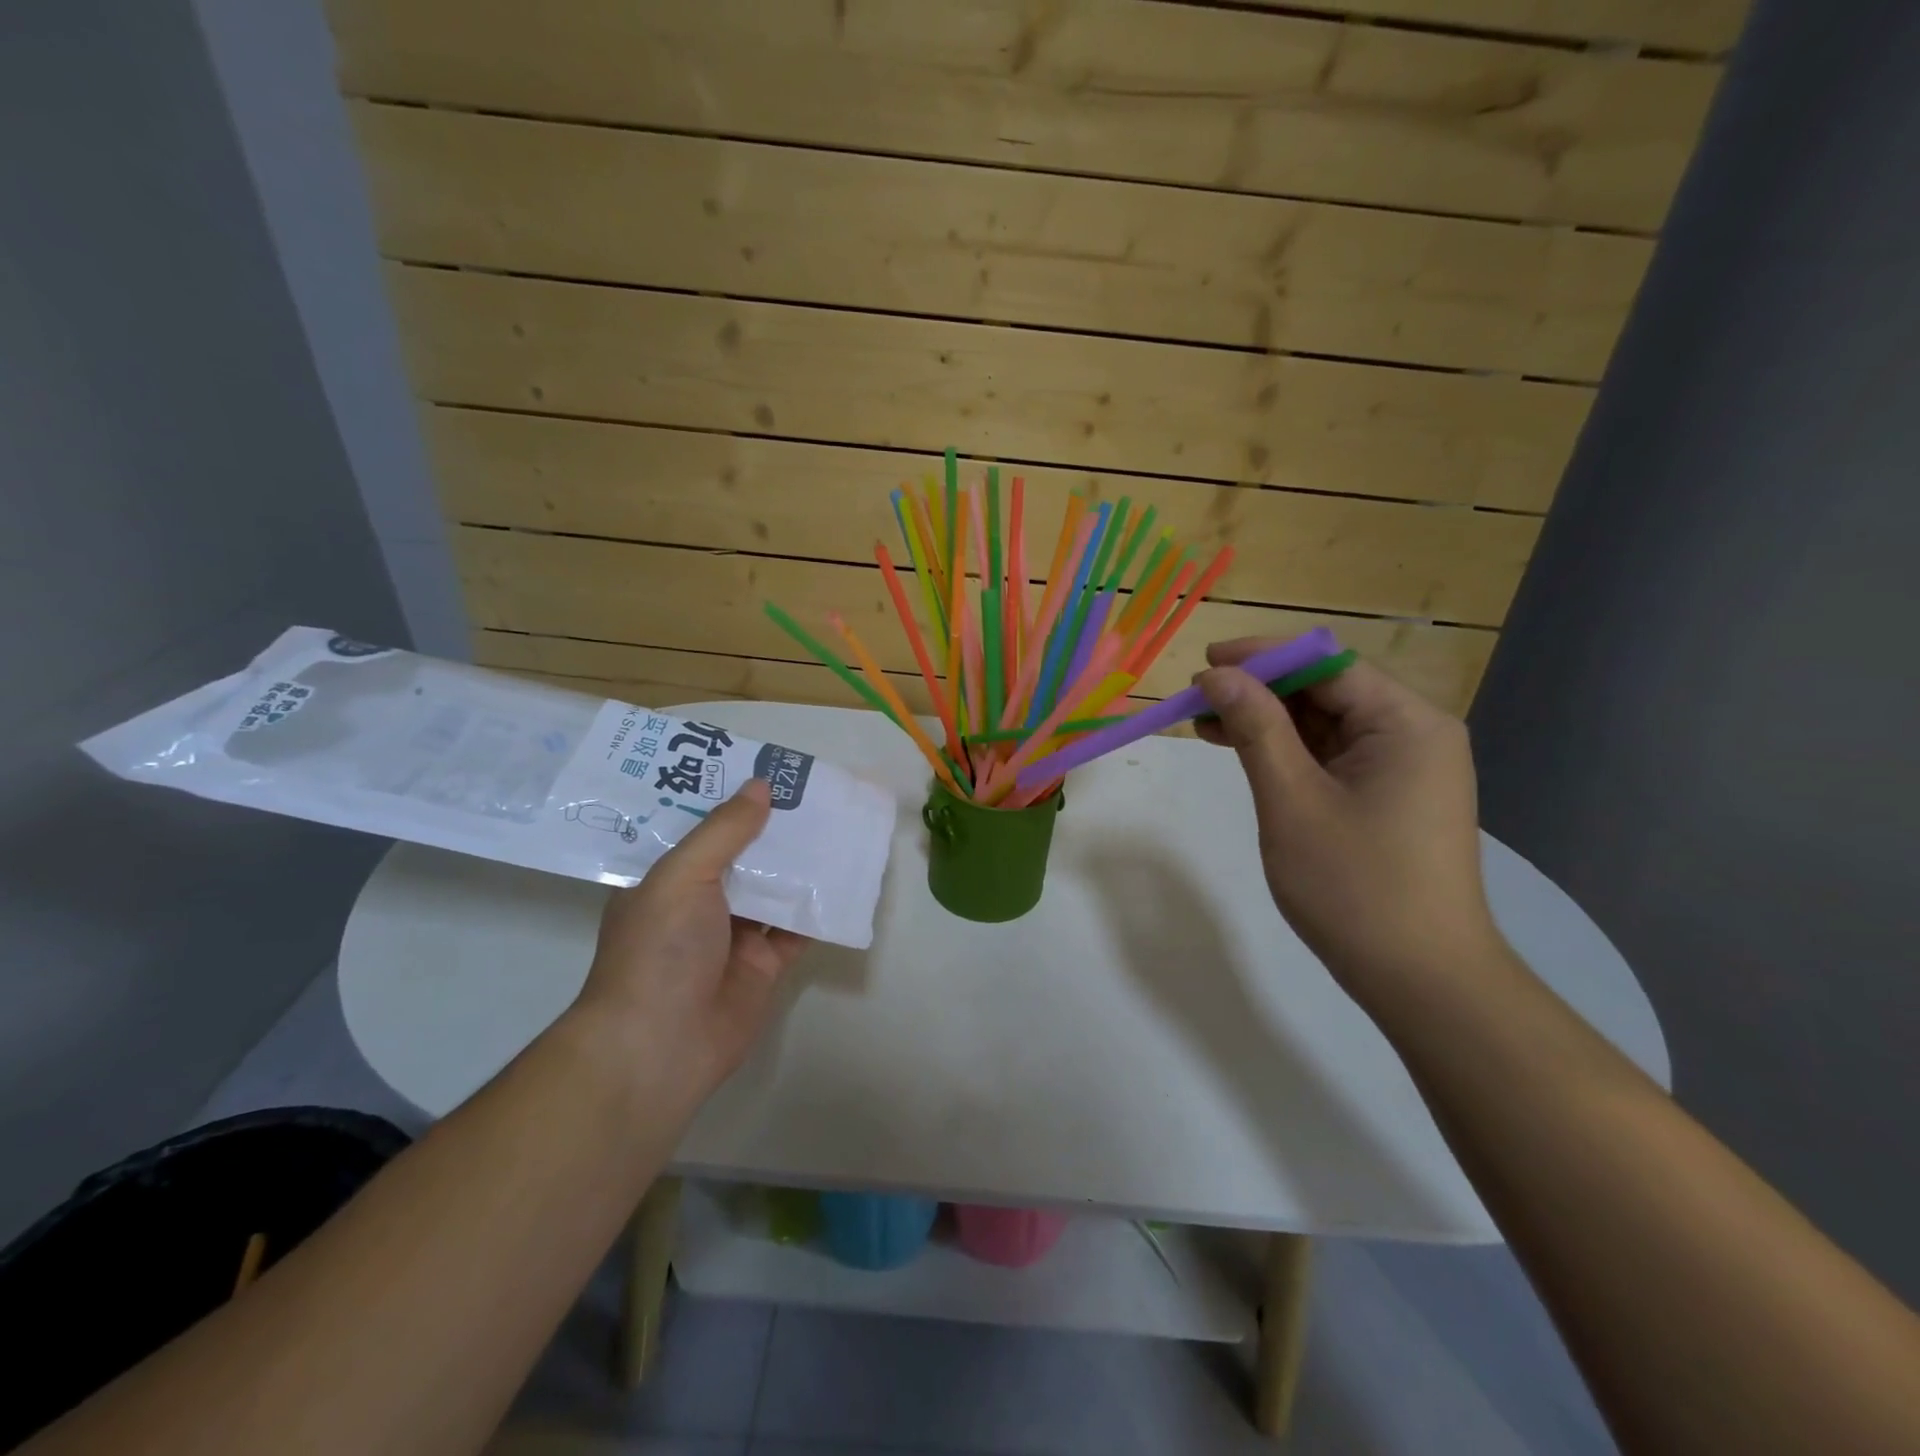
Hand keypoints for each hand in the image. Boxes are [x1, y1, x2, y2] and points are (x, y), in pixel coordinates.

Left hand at [572, 778, 810, 1104]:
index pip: (704, 831)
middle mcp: (701, 905)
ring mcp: (735, 937)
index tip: (768, 772)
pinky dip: (820, 908)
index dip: (734, 802)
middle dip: (775, 829)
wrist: (660, 1047)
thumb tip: (762, 786)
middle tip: (815, 793)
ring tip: (838, 825)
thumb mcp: (682, 876)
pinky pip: (798, 929)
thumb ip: (724, 831)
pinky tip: (846, 879)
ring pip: (776, 890)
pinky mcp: (765, 966)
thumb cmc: (659, 949)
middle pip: (745, 857)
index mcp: (669, 880)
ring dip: (802, 865)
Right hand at [1194, 641, 1500, 1000]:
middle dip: (1260, 690)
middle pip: (1326, 690)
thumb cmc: (1355, 887)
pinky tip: (1243, 752)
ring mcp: (1403, 767)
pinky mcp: (1388, 796)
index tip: (1204, 664)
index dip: (1262, 658)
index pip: (1327, 664)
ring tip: (1205, 724)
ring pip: (1324, 723)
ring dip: (1266, 721)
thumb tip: (1218, 676)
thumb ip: (1256, 729)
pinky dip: (1287, 751)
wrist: (1421, 980)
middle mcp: (1413, 734)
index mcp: (1406, 723)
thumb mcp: (1293, 800)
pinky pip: (1331, 756)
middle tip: (1196, 699)